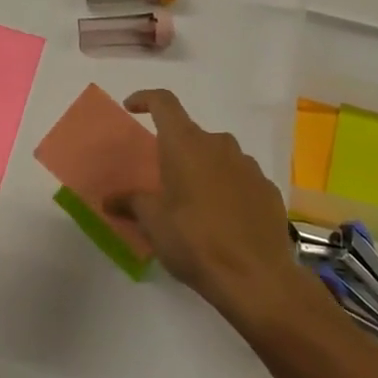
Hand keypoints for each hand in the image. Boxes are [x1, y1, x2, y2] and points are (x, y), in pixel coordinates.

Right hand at [107, 90, 315, 332]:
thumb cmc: (195, 241)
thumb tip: (109, 199)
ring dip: (204, 170)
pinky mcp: (268, 189)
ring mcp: (248, 165)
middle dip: (176, 150)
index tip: (132, 107)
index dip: (145, 99)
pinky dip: (229, 189)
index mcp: (186, 144)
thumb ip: (131, 203)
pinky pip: (241, 178)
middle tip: (164, 179)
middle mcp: (219, 144)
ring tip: (195, 204)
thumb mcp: (154, 223)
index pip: (164, 102)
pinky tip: (224, 220)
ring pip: (219, 156)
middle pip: (191, 134)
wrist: (257, 278)